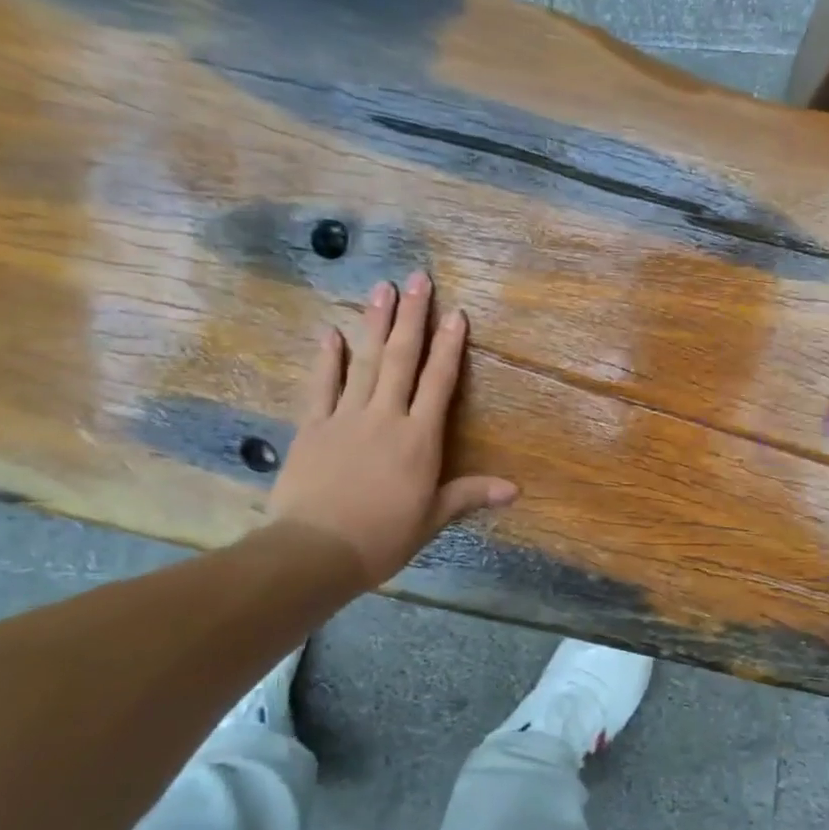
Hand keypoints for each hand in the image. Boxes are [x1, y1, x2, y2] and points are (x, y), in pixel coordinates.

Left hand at [268, 271, 516, 588]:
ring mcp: (346, 417)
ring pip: (364, 362)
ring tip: (381, 288)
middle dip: (412, 317)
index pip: (438, 383)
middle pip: (402, 359)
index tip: (455, 314)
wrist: (315, 551)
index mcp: (419, 438)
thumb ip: (470, 494)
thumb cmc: (382, 537)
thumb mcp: (432, 518)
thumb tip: (516, 489)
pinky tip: (331, 332)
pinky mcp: (313, 427)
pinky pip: (322, 385)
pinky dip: (327, 358)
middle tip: (417, 279)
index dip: (449, 347)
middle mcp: (385, 417)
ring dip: (375, 323)